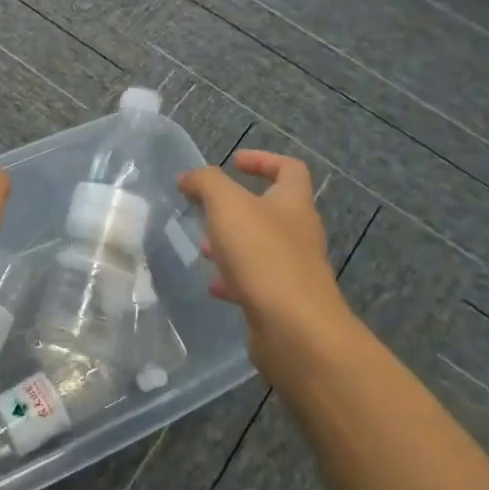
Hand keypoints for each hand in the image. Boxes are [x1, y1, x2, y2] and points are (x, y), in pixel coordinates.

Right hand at [177, 150, 357, 380]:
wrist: (294, 329)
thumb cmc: (262, 255)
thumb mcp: (227, 205)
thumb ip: (206, 183)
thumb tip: (189, 178)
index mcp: (293, 204)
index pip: (289, 169)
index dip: (262, 160)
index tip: (232, 162)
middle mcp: (299, 233)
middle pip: (271, 209)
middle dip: (235, 207)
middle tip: (204, 209)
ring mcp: (293, 269)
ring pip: (259, 247)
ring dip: (231, 243)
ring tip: (202, 246)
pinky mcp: (283, 301)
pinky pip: (256, 281)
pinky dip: (232, 278)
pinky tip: (213, 285)